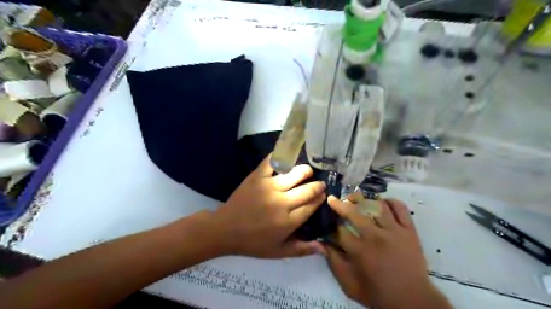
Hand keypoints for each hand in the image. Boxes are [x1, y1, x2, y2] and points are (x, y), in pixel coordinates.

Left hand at [212, 154, 323, 257]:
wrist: (225, 230)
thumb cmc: (253, 243)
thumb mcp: (278, 252)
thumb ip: (302, 249)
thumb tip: (324, 246)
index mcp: (288, 221)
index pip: (311, 206)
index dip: (320, 199)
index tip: (323, 195)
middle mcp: (282, 202)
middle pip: (307, 189)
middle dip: (317, 185)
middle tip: (319, 183)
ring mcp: (269, 187)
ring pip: (294, 174)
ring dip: (305, 171)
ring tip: (307, 171)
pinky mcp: (257, 177)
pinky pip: (271, 162)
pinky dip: (279, 156)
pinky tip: (287, 155)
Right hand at [324, 197, 449, 307]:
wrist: (413, 301)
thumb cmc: (378, 293)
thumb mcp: (349, 285)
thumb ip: (333, 262)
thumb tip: (319, 243)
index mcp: (360, 251)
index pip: (339, 229)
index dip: (331, 224)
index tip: (328, 221)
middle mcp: (375, 236)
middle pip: (354, 212)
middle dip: (340, 204)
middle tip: (334, 199)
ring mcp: (394, 231)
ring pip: (376, 204)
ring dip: (362, 198)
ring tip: (355, 198)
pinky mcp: (409, 230)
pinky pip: (400, 208)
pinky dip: (389, 201)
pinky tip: (381, 202)